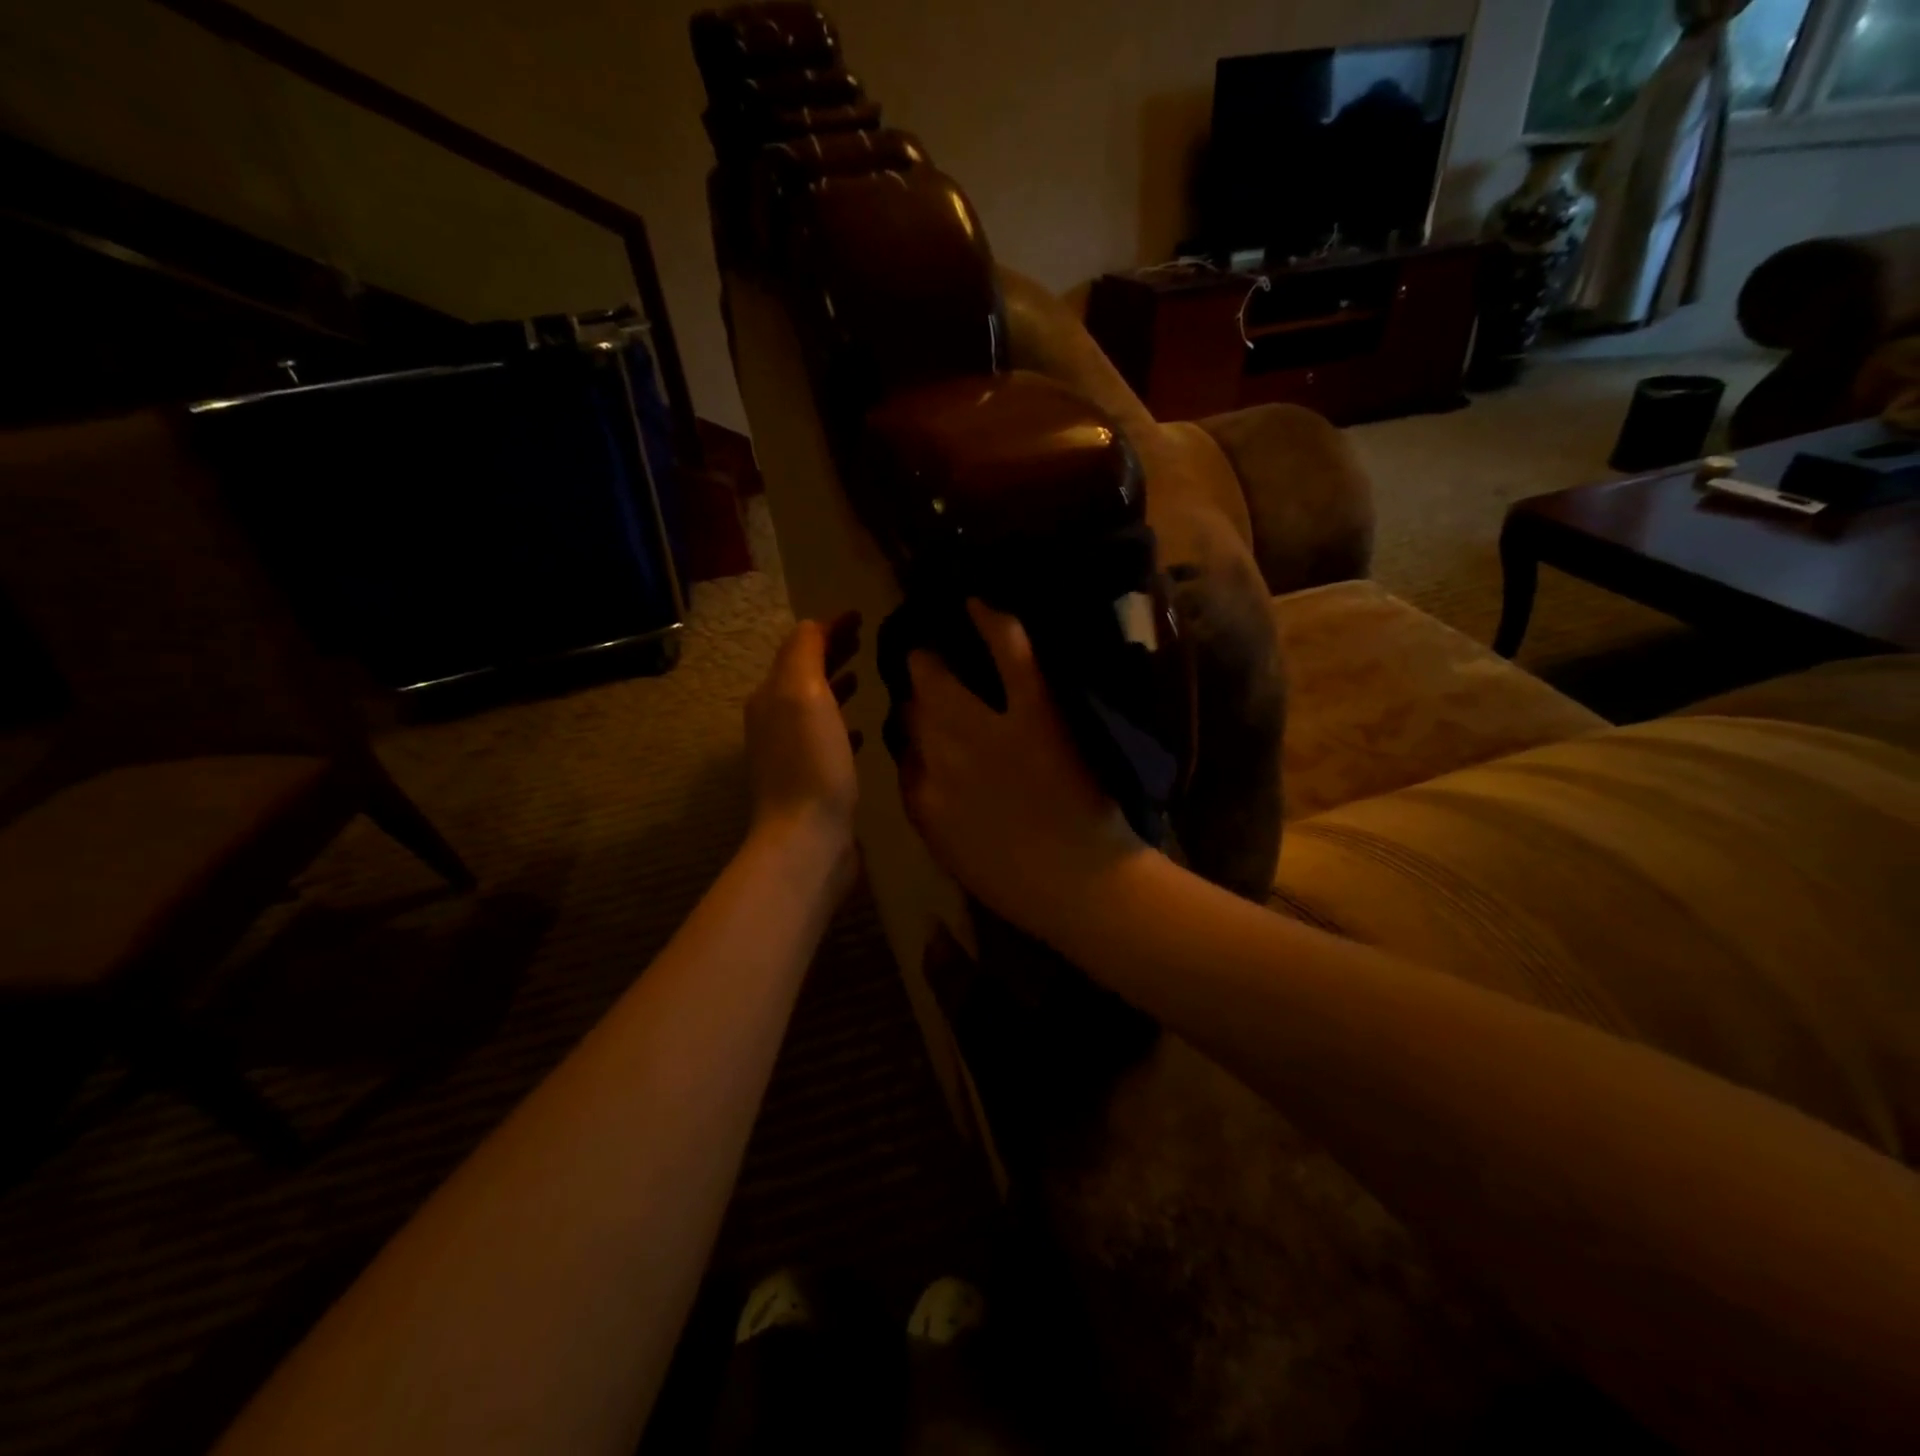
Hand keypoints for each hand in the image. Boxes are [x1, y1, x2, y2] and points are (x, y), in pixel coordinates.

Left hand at [746, 612, 861, 889]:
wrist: (807, 838)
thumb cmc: (811, 762)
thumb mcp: (804, 694)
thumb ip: (805, 653)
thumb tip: (813, 626)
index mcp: (771, 696)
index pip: (799, 647)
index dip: (828, 628)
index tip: (860, 616)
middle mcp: (774, 721)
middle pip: (804, 675)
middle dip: (832, 653)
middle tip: (865, 640)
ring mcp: (790, 754)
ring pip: (815, 707)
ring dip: (837, 686)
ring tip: (865, 676)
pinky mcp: (810, 781)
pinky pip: (827, 740)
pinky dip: (843, 725)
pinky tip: (863, 732)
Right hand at [900, 600, 1144, 941]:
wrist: (1081, 884)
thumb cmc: (1018, 881)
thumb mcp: (953, 851)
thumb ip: (928, 808)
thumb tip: (918, 768)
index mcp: (923, 798)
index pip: (902, 750)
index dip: (908, 730)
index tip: (916, 722)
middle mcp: (942, 756)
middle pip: (914, 708)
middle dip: (915, 689)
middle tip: (923, 674)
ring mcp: (986, 730)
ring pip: (940, 680)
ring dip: (932, 660)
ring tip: (931, 648)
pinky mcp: (1032, 713)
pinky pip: (1008, 655)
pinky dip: (993, 622)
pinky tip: (976, 603)